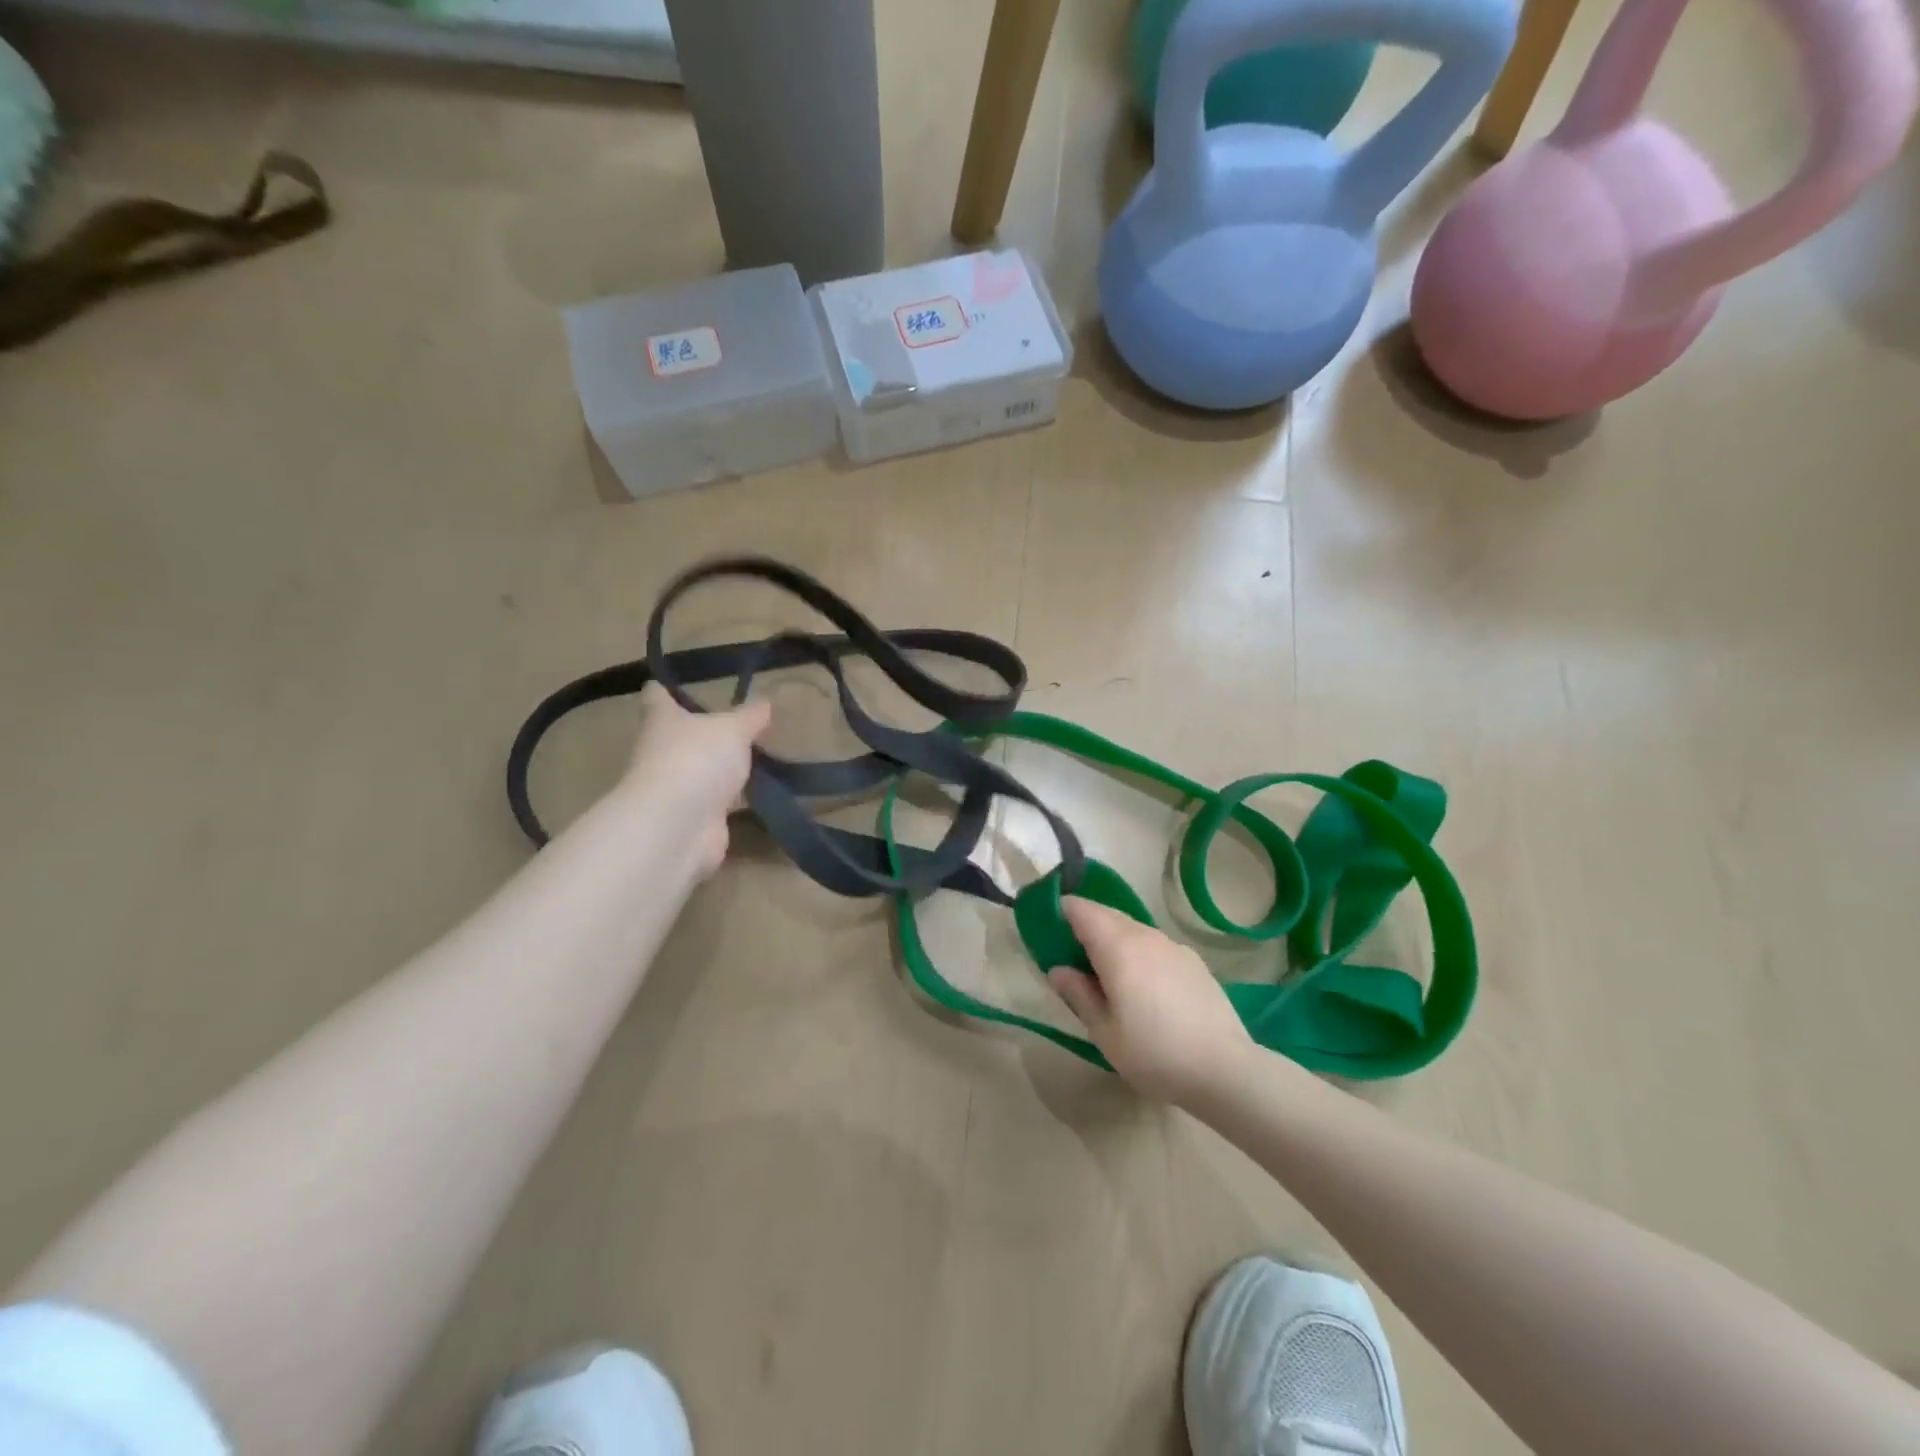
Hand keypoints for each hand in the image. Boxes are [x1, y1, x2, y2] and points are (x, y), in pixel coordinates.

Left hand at [624, 682, 771, 874]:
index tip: (668, 684)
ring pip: (702, 772)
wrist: (680, 825)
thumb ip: (749, 717)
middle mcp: (663, 753)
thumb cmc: (698, 758)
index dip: (663, 690)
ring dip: (722, 769)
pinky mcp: (696, 819)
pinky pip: (719, 804)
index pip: (656, 698)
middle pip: (680, 737)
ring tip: (757, 759)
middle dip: (703, 733)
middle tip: (736, 724)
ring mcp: (678, 789)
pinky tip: (760, 794)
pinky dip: (735, 800)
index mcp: (663, 721)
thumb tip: (764, 703)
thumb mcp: (733, 729)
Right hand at [1047, 898, 1253, 1103]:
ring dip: (1113, 940)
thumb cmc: (1154, 1053)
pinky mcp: (1193, 961)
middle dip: (1085, 927)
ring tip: (1107, 976)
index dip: (1060, 913)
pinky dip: (1139, 953)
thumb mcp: (1104, 1031)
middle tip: (1073, 959)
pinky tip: (1144, 988)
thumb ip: (1078, 994)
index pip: (1080, 909)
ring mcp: (1173, 945)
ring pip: (1132, 929)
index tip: (1049, 934)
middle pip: (1106, 914)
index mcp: (1117, 946)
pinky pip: (1155, 945)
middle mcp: (1145, 934)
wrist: (1225, 1070)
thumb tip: (1058, 969)